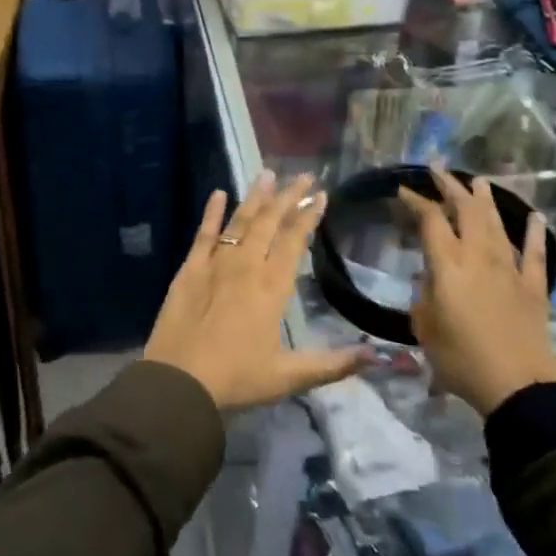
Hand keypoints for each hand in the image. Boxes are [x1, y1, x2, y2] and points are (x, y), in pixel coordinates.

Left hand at [145, 172, 368, 409]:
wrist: (179, 382)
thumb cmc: (236, 378)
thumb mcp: (289, 376)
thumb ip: (333, 364)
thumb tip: (376, 356)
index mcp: (272, 287)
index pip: (294, 241)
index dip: (309, 216)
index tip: (321, 195)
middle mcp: (247, 266)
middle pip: (269, 222)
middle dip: (288, 196)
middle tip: (303, 175)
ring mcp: (215, 264)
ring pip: (240, 222)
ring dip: (255, 197)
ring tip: (268, 173)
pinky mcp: (189, 268)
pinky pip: (204, 234)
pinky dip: (212, 212)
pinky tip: (219, 193)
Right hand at [398, 170, 555, 417]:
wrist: (519, 386)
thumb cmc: (462, 359)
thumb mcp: (425, 328)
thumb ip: (424, 297)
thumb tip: (431, 282)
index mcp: (448, 264)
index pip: (430, 220)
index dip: (416, 201)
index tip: (404, 189)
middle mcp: (478, 256)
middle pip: (466, 210)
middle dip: (451, 187)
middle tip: (438, 169)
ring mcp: (510, 269)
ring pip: (497, 224)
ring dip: (486, 200)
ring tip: (479, 181)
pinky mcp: (534, 287)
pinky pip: (535, 253)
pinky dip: (535, 233)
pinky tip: (535, 217)